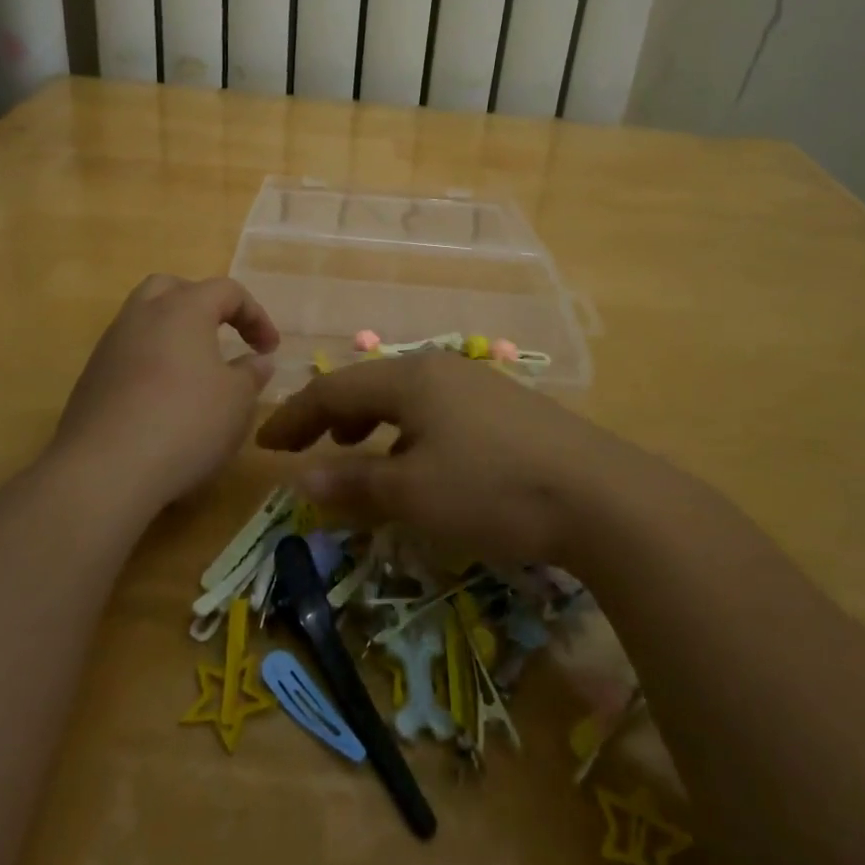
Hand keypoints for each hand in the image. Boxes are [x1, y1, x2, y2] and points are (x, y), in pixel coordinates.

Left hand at [52, 276, 279, 508]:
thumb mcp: (237, 401)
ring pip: (144, 320)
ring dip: (173, 335)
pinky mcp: (91, 379)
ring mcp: (110, 346)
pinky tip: (164, 400)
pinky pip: (128, 354)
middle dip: (203, 305)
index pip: (226, 290)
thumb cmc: (185, 423)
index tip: (269, 349)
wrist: (104, 471)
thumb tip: (258, 360)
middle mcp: (142, 315)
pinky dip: (151, 363)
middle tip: (223, 335)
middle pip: (173, 288)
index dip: (255, 315)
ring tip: (195, 370)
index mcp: (183, 308)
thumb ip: (251, 374)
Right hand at [255, 352, 644, 564]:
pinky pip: (437, 410)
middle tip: (307, 448)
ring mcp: (478, 384)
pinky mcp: (506, 408)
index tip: (264, 446)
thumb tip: (300, 480)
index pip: (334, 390)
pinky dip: (408, 431)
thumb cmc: (492, 489)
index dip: (294, 418)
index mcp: (410, 379)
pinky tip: (421, 461)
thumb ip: (353, 484)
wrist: (600, 495)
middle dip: (331, 417)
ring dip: (371, 422)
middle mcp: (440, 369)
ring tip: (359, 451)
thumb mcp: (413, 494)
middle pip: (369, 385)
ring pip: (406, 397)